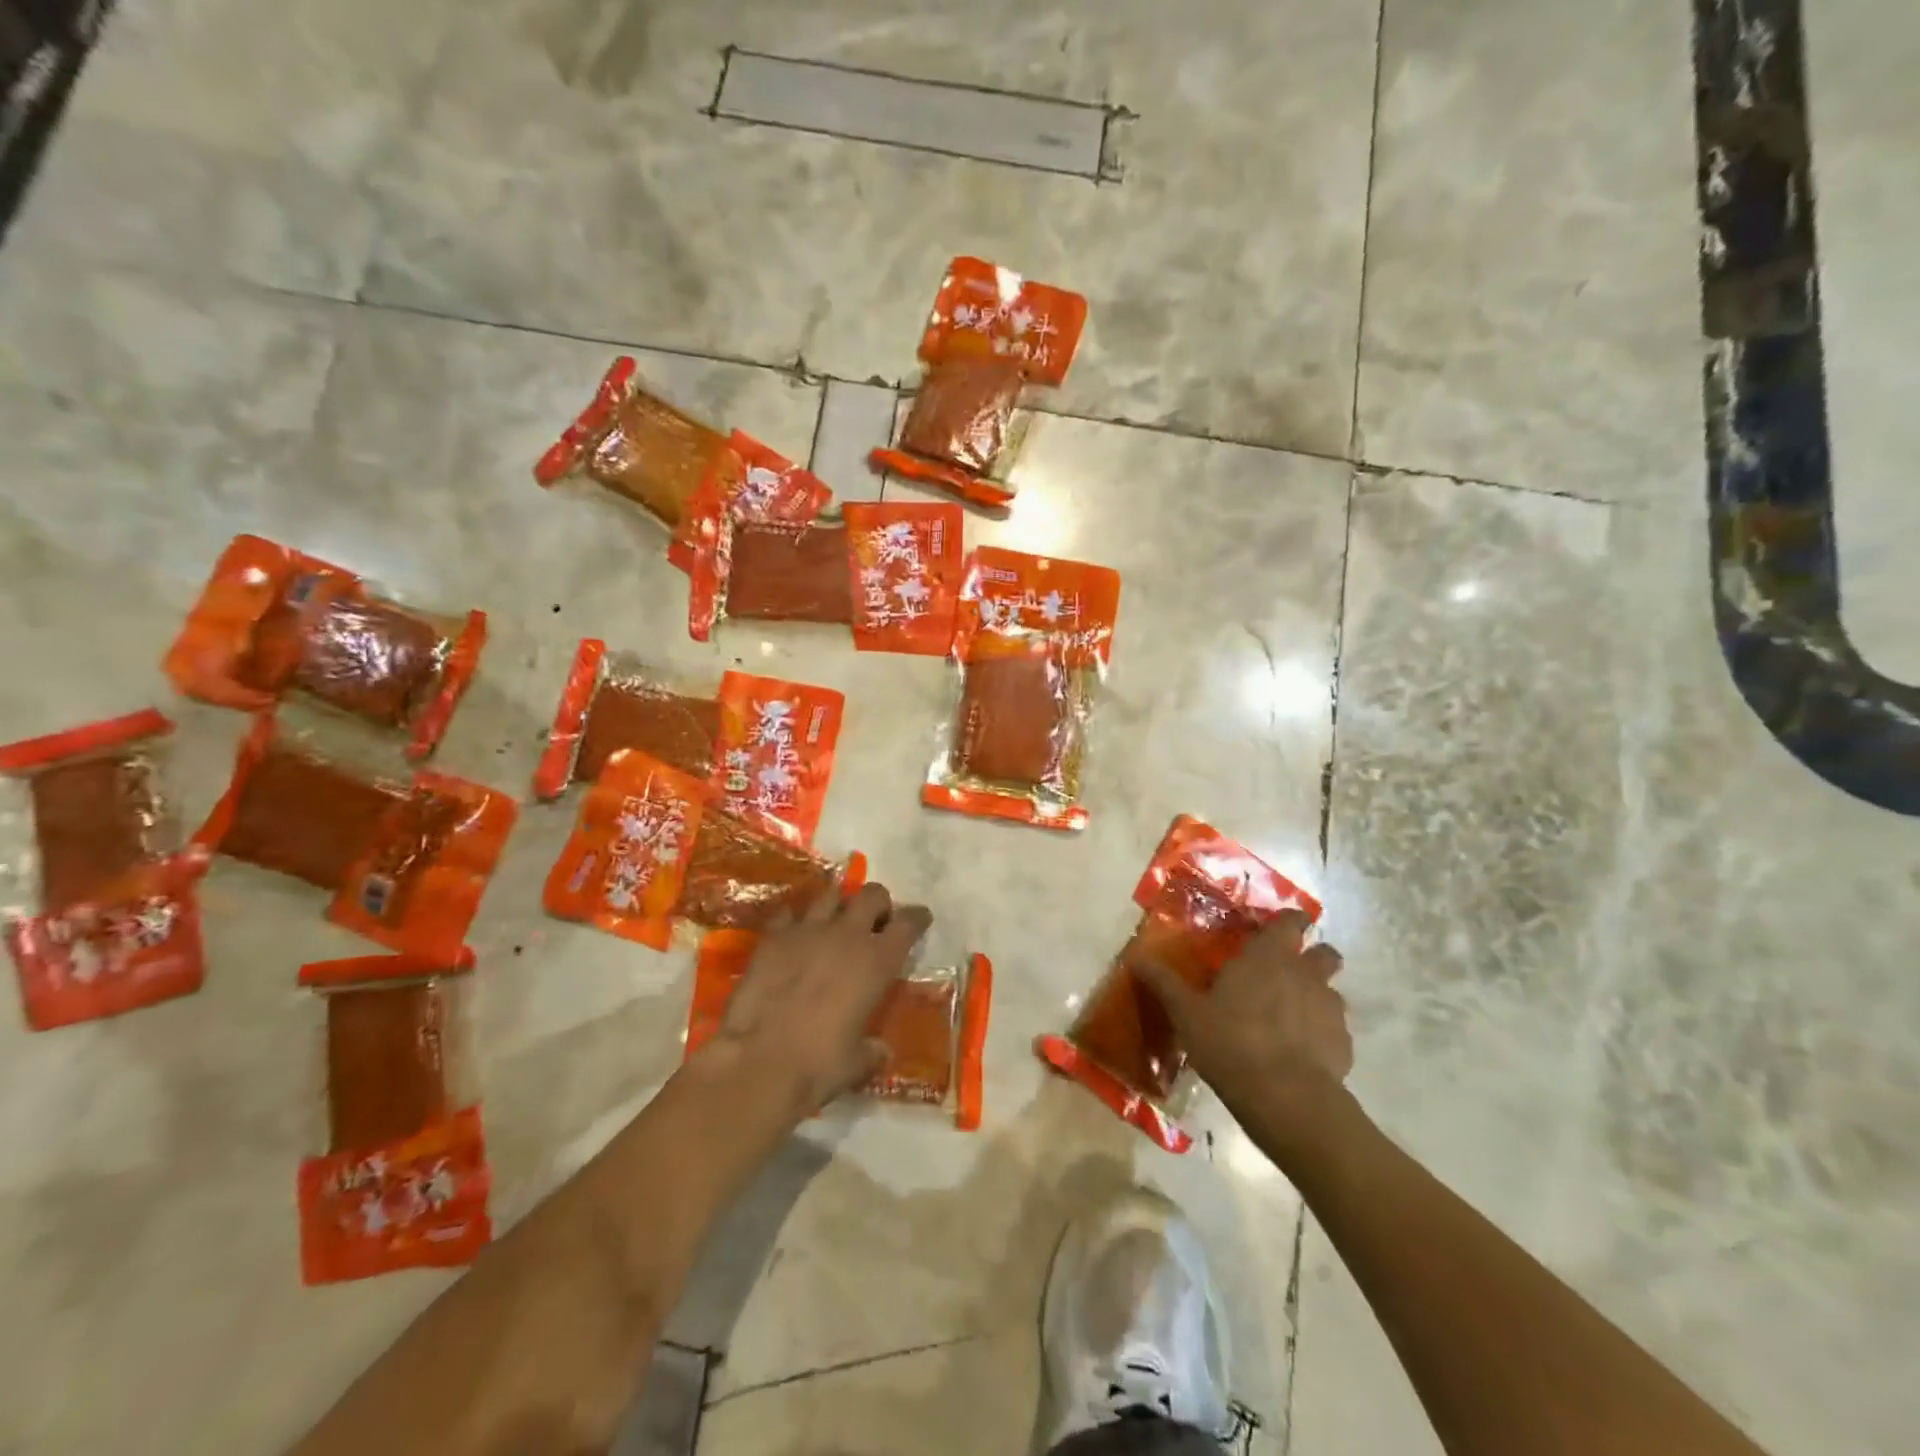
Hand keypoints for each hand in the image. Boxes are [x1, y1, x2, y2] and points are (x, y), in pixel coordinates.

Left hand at [707, 882, 931, 1117]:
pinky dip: (795, 921)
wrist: (759, 1062)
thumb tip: (879, 1051)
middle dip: (878, 903)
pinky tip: (794, 936)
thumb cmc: (819, 1065)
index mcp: (878, 962)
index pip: (909, 923)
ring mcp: (807, 930)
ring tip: (834, 923)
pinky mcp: (772, 937)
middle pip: (872, 894)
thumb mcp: (857, 1063)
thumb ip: (872, 1051)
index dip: (917, 918)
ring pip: (830, 894)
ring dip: (838, 905)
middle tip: (874, 923)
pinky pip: (788, 913)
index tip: (920, 919)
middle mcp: (847, 935)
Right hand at [1131, 911, 1352, 1125]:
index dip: (1288, 922)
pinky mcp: (1344, 1045)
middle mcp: (1306, 973)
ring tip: (1290, 1019)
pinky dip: (1321, 1035)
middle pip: (1324, 953)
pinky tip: (1299, 1054)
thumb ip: (1164, 983)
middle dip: (1312, 957)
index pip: (1291, 921)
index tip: (1274, 931)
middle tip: (1285, 974)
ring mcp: (1331, 1009)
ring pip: (1331, 992)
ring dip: (1315, 998)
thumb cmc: (1231, 1042)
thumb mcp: (1186, 1013)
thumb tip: (1135, 958)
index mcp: (1269, 956)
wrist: (1286, 1098)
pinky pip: (1334, 1030)